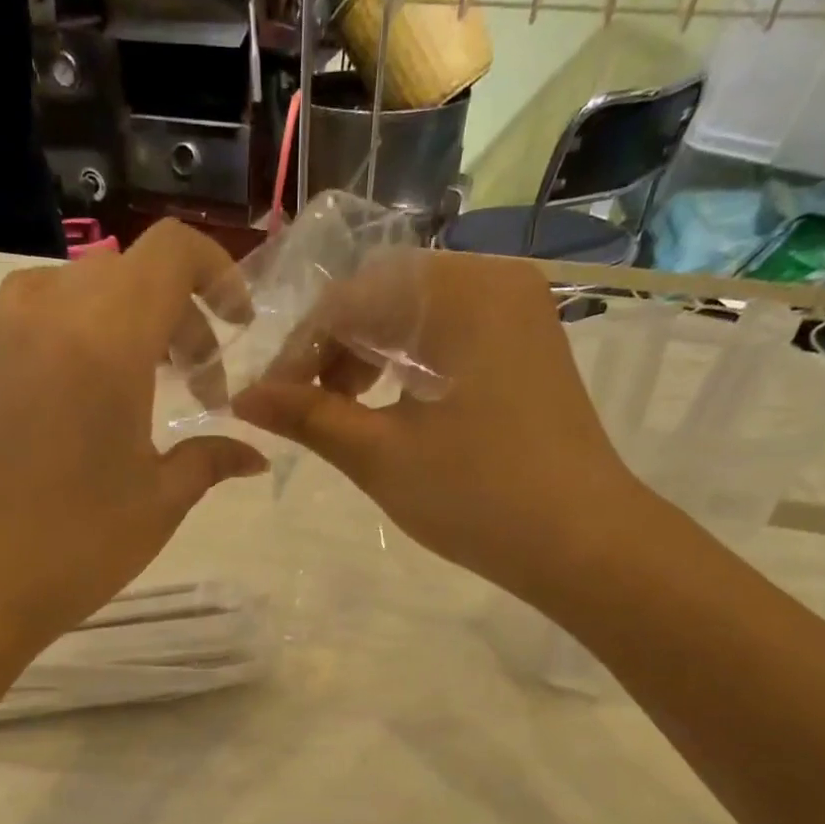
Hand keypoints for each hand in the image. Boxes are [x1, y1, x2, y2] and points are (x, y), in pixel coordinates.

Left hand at [0, 220, 266, 656]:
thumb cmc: (76, 544)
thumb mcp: (160, 501)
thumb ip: (212, 459)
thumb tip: (255, 455)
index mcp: (104, 338)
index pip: (172, 252)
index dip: (219, 274)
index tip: (238, 327)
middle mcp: (48, 310)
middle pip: (133, 272)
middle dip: (182, 315)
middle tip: (202, 384)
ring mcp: (3, 328)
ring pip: (89, 288)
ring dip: (135, 323)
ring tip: (154, 388)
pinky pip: (48, 312)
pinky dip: (89, 333)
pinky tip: (101, 396)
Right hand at [231, 249, 653, 607]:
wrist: (582, 543)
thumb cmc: (477, 497)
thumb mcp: (380, 455)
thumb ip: (308, 416)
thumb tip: (242, 398)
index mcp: (459, 292)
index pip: (352, 297)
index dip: (300, 347)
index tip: (268, 399)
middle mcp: (494, 280)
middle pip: (385, 295)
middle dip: (333, 349)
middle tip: (303, 407)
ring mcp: (518, 311)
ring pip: (416, 314)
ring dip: (367, 355)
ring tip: (344, 410)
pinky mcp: (526, 344)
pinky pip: (448, 333)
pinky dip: (407, 362)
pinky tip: (391, 405)